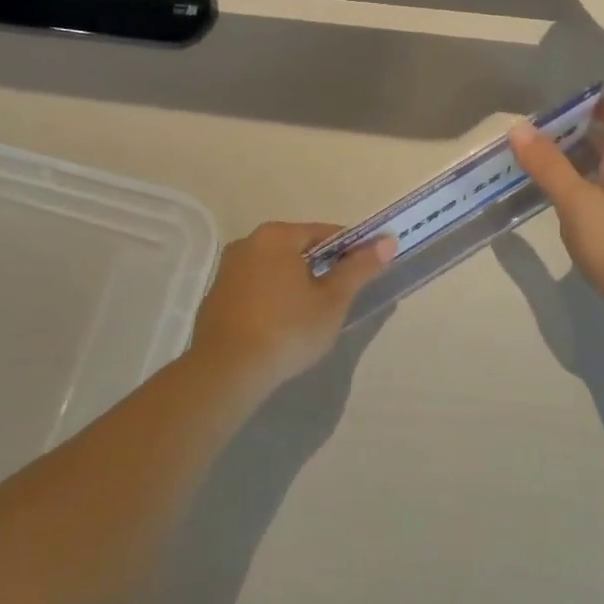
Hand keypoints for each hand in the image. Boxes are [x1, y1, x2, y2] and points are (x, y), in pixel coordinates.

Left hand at [190, 221, 394, 394]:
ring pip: (275, 269)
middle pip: (298, 249)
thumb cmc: (288, 329)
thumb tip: (387, 241)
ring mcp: (227, 270)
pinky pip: (256, 289)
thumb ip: (359, 268)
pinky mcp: (216, 297)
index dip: (351, 250)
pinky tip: (282, 325)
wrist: (227, 370)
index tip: (366, 271)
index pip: (325, 233)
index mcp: (277, 236)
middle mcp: (247, 244)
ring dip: (296, 284)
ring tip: (313, 314)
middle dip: (322, 268)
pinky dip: (273, 299)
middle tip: (342, 297)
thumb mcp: (332, 300)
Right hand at [510, 98, 603, 317]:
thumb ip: (547, 165)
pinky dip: (584, 190)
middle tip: (540, 137)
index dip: (597, 106)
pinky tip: (564, 204)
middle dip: (578, 136)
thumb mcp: (575, 200)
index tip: (564, 105)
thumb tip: (519, 128)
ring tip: (544, 167)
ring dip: (579, 164)